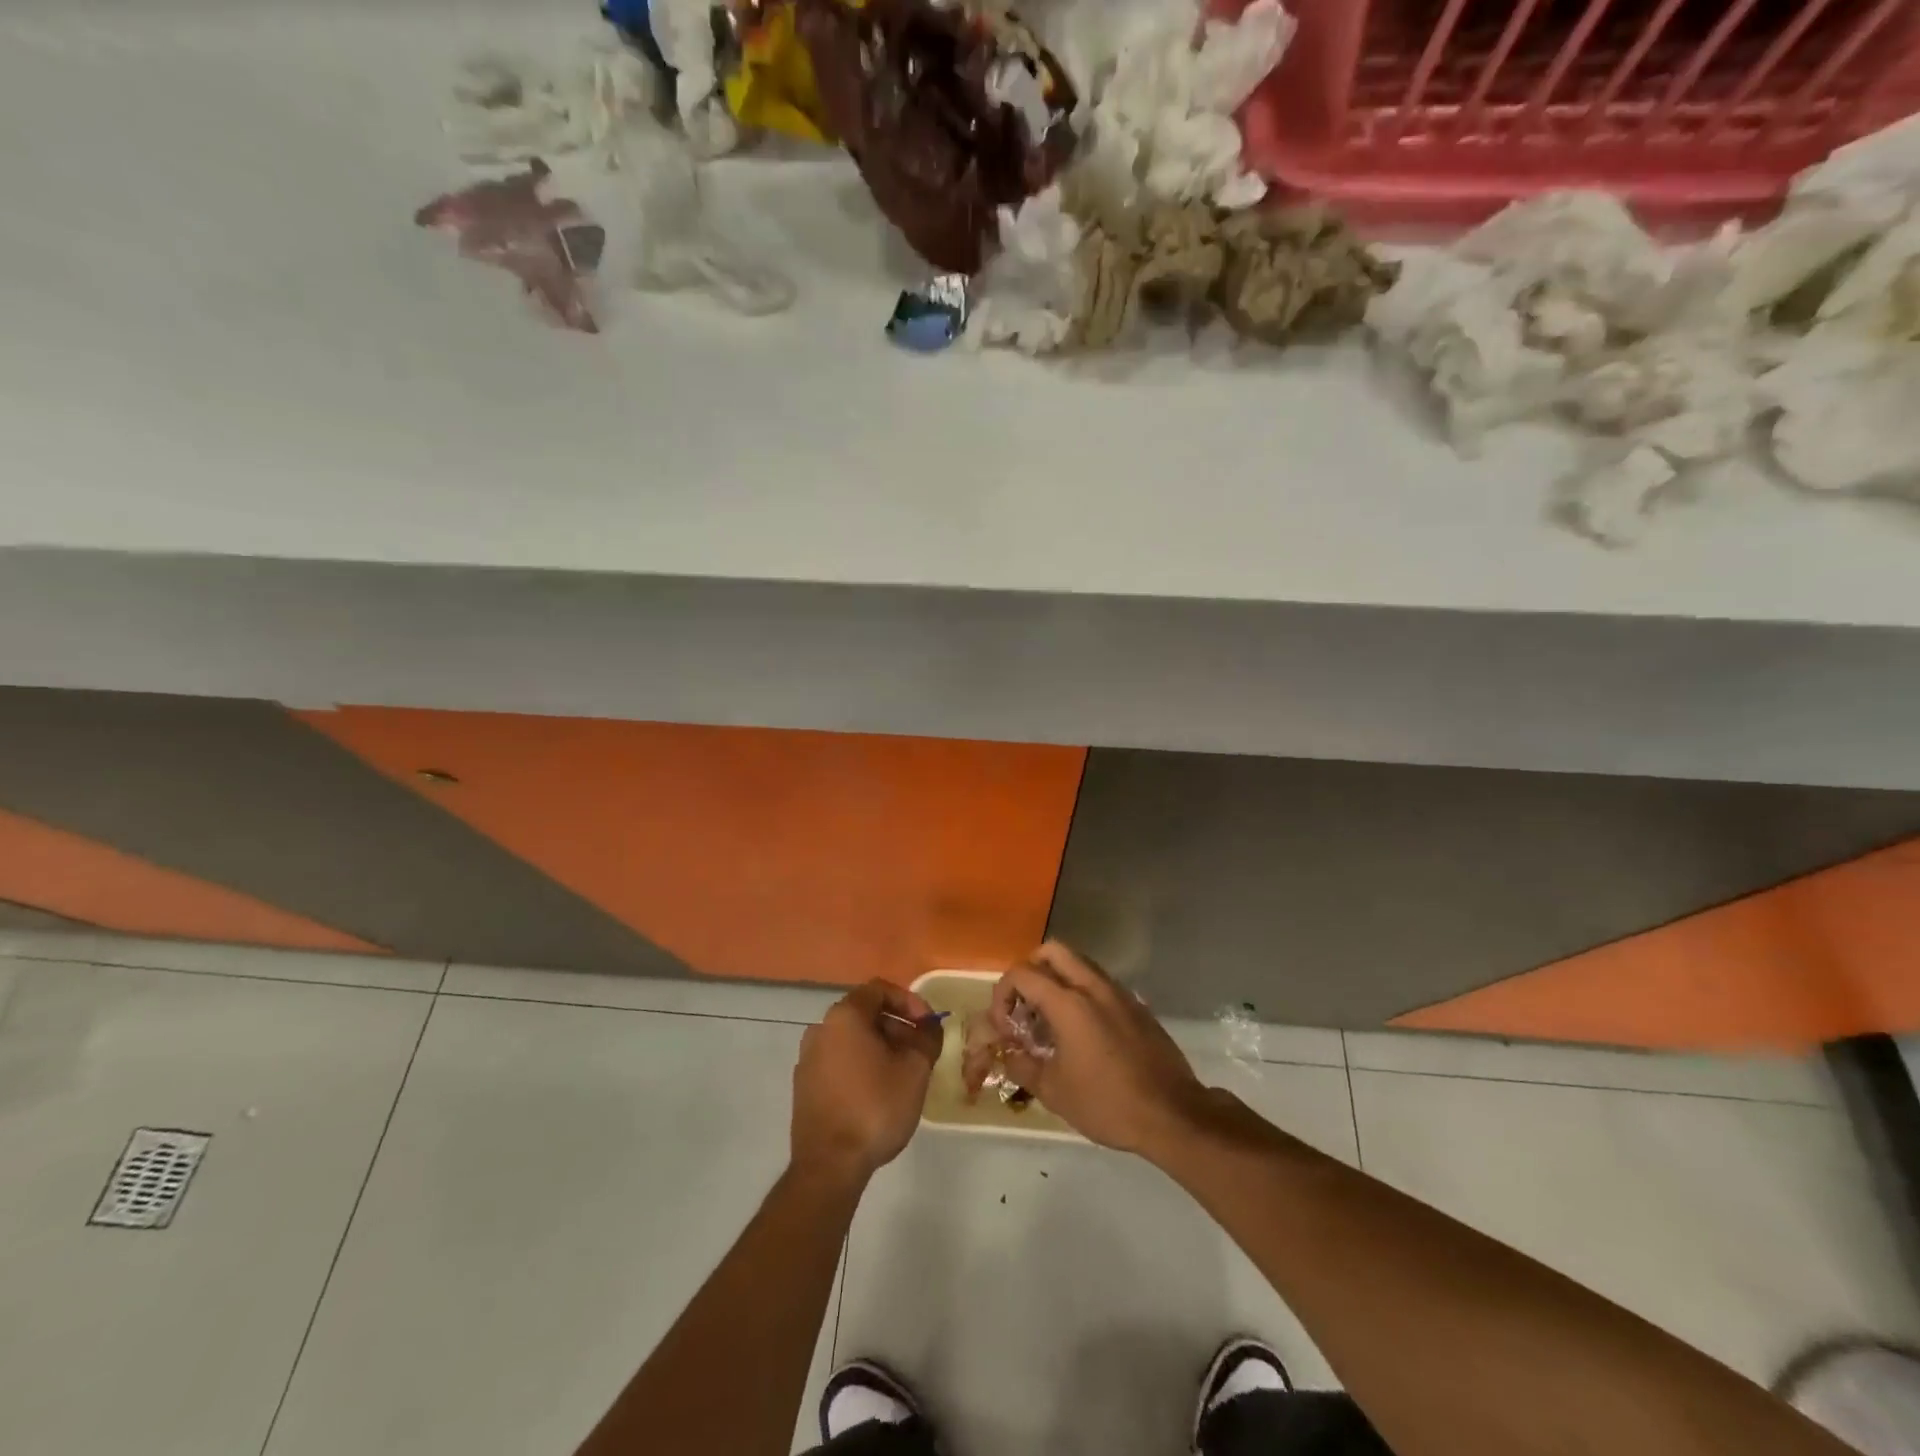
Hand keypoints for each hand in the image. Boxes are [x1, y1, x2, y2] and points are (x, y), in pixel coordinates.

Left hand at [791, 980, 940, 1186]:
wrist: (829, 1165)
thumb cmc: (875, 1107)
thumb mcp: (915, 1070)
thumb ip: (927, 1039)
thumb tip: (929, 1028)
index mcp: (844, 1016)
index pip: (879, 990)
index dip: (909, 1001)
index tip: (928, 1024)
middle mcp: (820, 1029)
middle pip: (865, 1014)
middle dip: (897, 1026)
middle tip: (920, 1049)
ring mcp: (808, 1058)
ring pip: (851, 1039)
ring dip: (880, 1047)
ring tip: (903, 1072)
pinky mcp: (804, 1085)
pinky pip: (838, 1061)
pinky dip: (861, 1064)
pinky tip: (878, 1091)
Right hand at [990, 942, 1206, 1156]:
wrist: (1172, 1114)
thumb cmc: (1107, 1103)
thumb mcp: (1054, 1091)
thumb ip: (1022, 1065)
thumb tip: (1007, 1053)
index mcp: (1068, 1002)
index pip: (1022, 974)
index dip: (1003, 995)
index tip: (1005, 1026)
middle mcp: (1093, 986)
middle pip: (1052, 951)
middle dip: (1030, 970)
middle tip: (1025, 1006)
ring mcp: (1118, 992)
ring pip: (1078, 963)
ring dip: (1057, 979)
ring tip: (1050, 1020)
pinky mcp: (1136, 1005)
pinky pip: (1099, 982)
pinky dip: (1081, 992)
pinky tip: (1082, 1032)